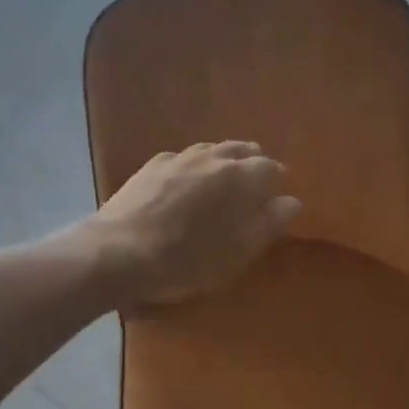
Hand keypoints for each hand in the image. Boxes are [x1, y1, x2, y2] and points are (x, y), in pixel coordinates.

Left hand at [85, 142, 301, 305]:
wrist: (116, 252)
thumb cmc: (185, 258)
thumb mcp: (237, 250)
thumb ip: (269, 222)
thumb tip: (291, 201)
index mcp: (238, 176)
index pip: (270, 167)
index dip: (276, 182)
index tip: (275, 200)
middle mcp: (211, 156)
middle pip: (242, 150)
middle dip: (252, 165)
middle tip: (251, 190)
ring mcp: (179, 157)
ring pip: (212, 150)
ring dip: (223, 162)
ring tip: (221, 184)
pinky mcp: (151, 165)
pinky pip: (183, 159)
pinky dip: (193, 167)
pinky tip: (185, 184)